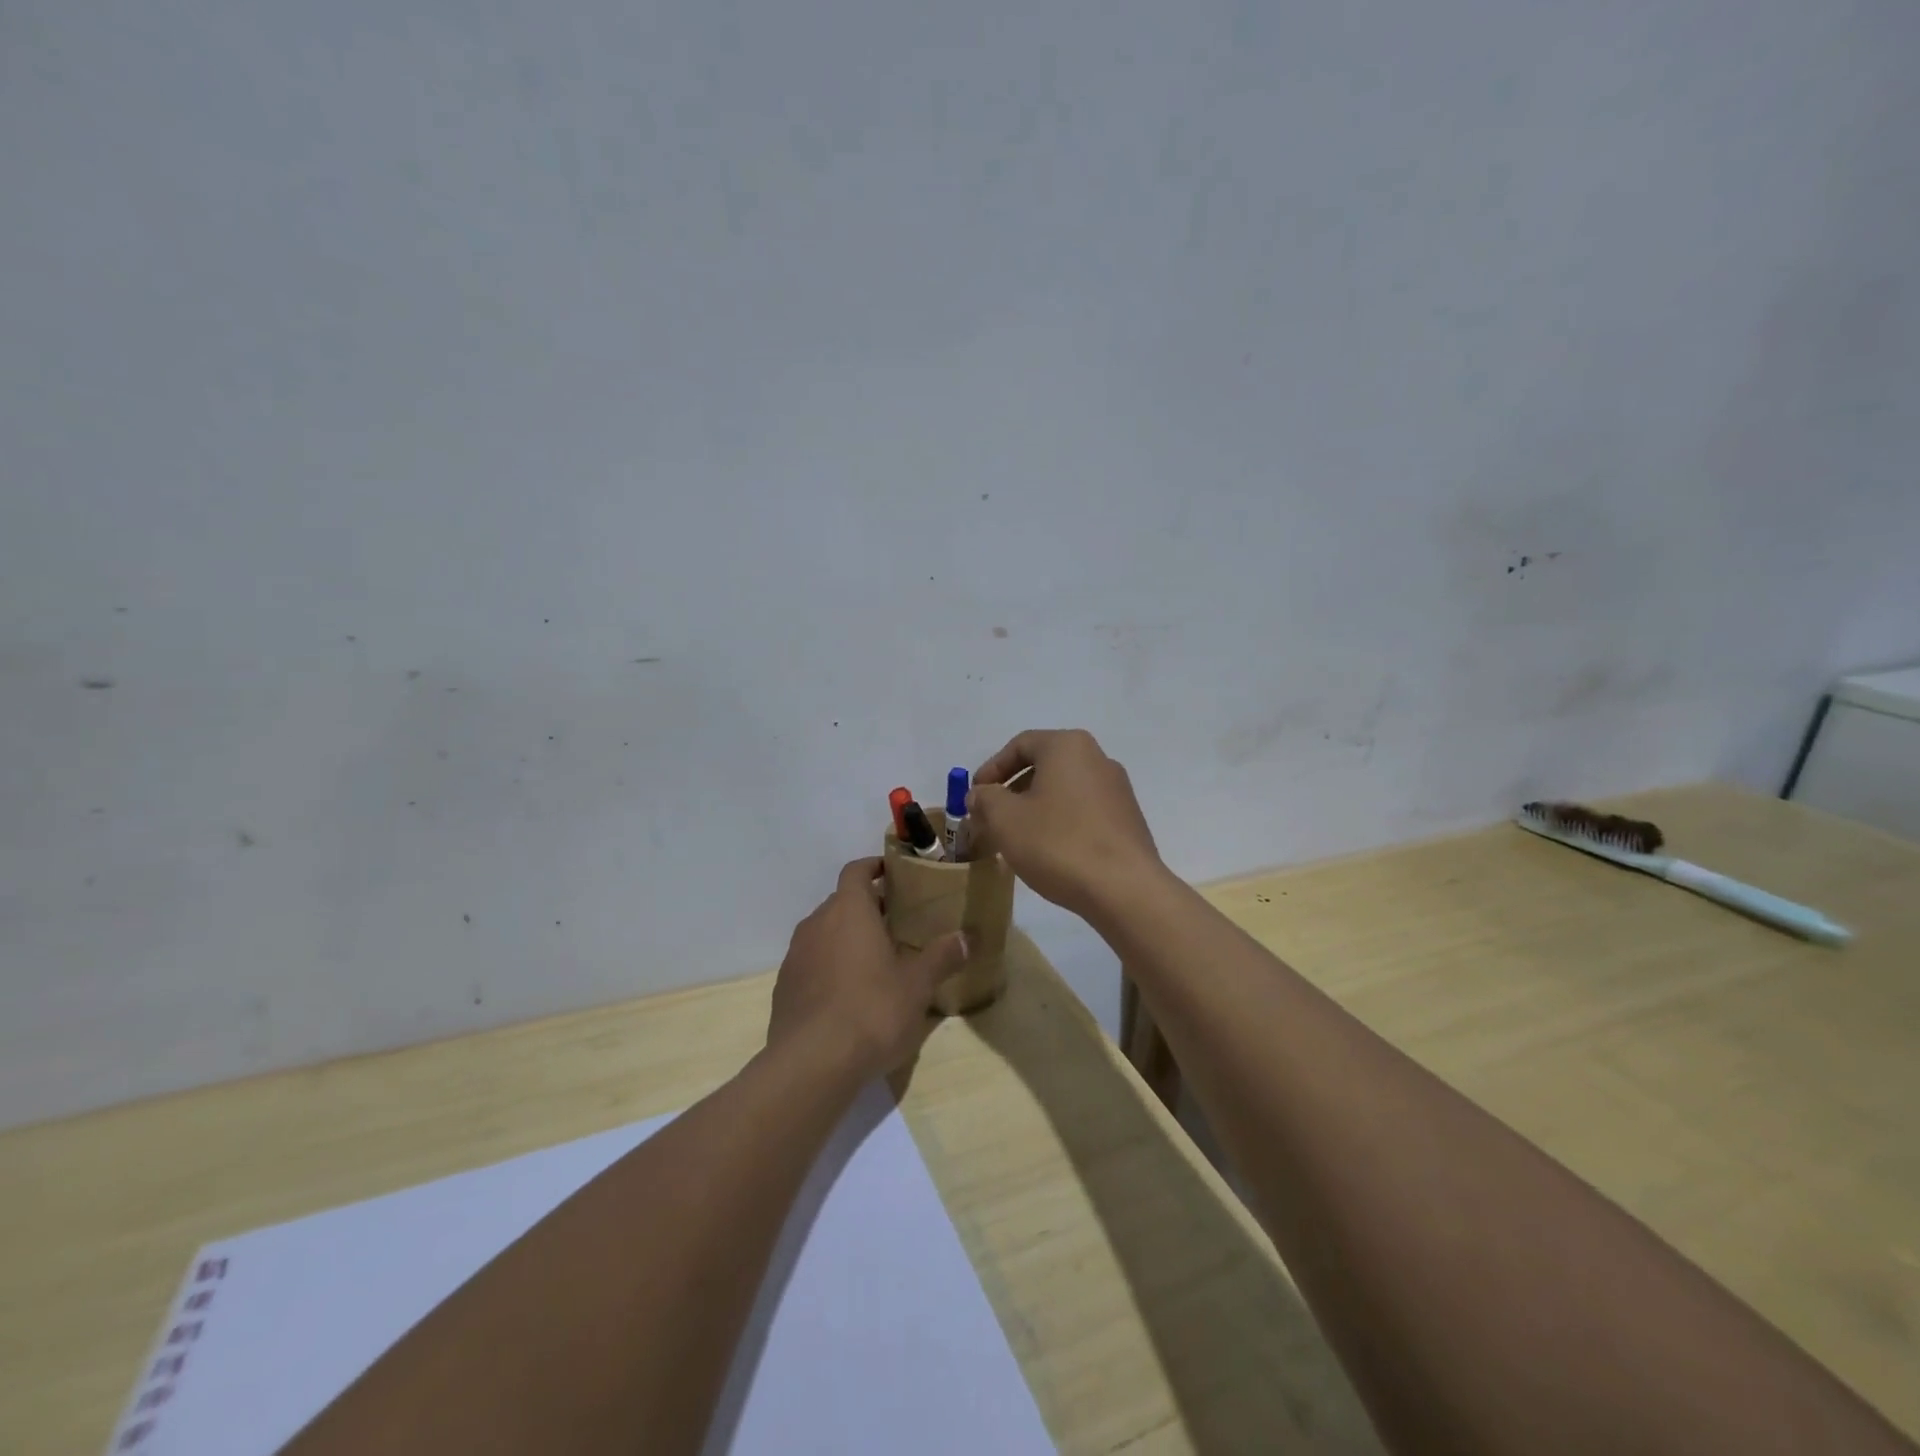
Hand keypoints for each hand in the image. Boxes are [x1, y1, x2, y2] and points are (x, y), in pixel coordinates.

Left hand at [767, 857, 969, 1082]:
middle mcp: (817, 923)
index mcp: (849, 910)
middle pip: (842, 901)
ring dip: (847, 937)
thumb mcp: (917, 985)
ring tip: (876, 959)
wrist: (811, 1063)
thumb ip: (942, 957)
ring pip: (825, 932)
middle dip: (867, 907)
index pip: (856, 870)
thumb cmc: (871, 1010)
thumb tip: (967, 938)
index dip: (874, 866)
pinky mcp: (785, 986)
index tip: (894, 873)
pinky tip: (849, 994)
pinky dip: (830, 965)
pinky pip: (811, 962)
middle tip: (897, 922)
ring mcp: (796, 955)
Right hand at [969, 729, 1166, 919]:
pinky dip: (1060, 822)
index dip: (991, 769)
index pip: (1020, 744)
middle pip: (1044, 765)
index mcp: (1068, 746)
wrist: (1124, 889)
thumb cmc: (1058, 843)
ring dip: (1035, 808)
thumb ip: (985, 799)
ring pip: (1063, 790)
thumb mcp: (1006, 819)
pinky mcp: (1127, 819)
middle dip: (1012, 791)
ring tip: (1016, 838)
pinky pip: (1083, 810)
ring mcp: (1117, 789)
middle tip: (991, 818)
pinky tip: (1049, 851)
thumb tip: (980, 794)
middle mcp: (1097, 758)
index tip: (974, 796)